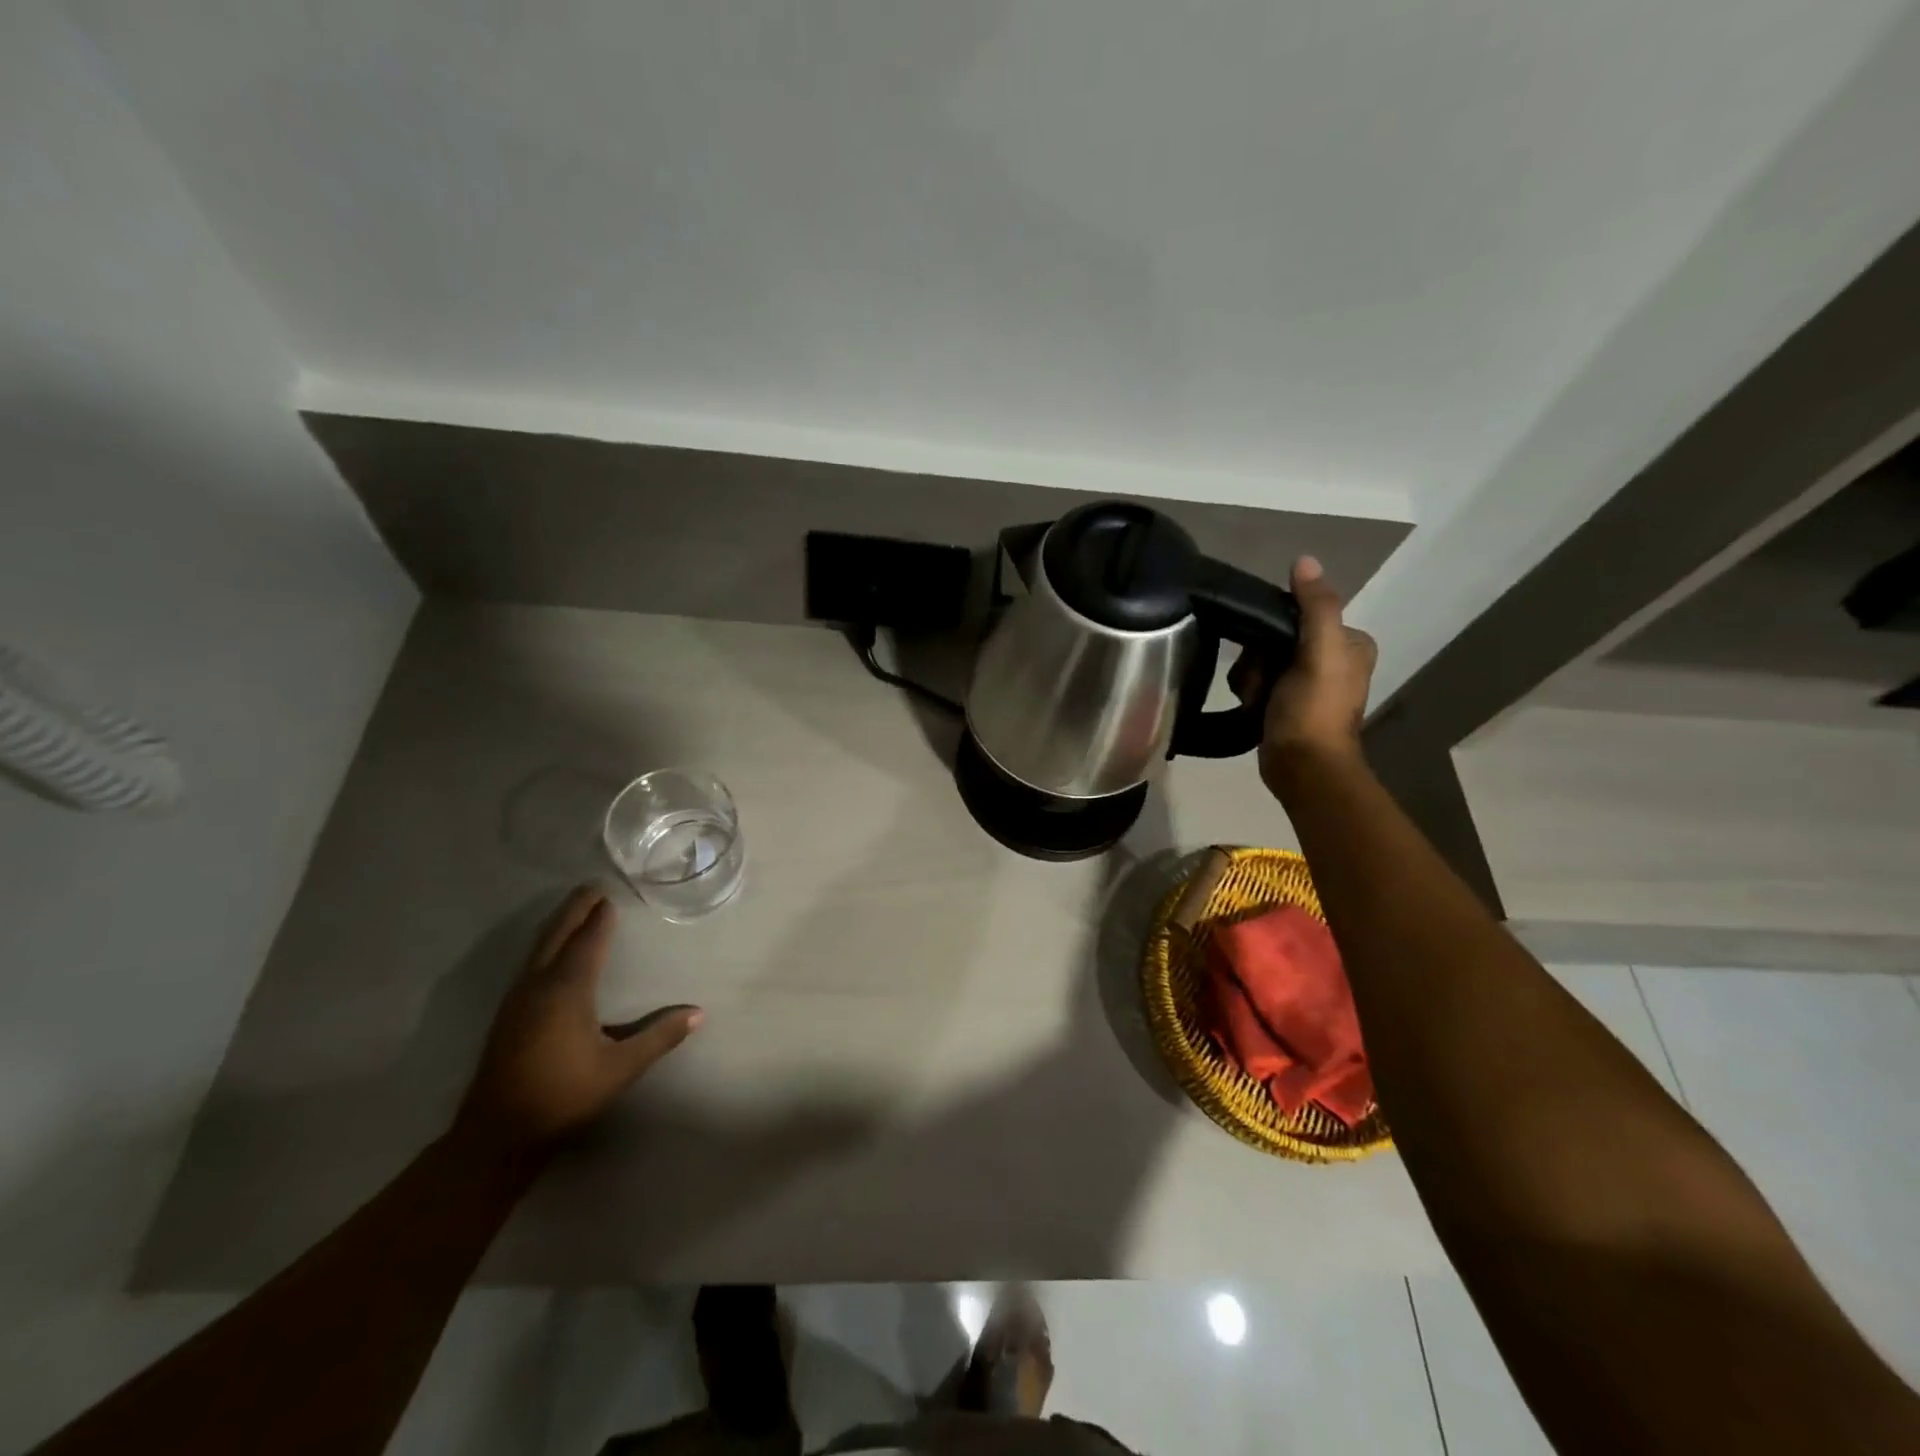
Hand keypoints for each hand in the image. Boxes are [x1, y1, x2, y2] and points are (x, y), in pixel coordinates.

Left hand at [455, 886, 702, 1156]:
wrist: (497, 1136)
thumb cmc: (563, 1096)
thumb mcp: (620, 1069)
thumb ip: (659, 1037)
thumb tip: (698, 1013)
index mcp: (567, 990)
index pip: (587, 941)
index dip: (600, 917)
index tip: (611, 895)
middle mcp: (539, 985)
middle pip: (557, 934)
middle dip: (575, 909)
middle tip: (592, 887)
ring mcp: (517, 999)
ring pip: (539, 947)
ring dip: (559, 924)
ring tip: (577, 910)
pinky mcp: (508, 1015)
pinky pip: (531, 962)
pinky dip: (547, 944)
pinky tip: (553, 953)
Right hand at [1233, 555, 1377, 784]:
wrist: (1302, 768)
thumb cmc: (1313, 710)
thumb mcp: (1320, 652)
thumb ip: (1316, 607)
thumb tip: (1304, 560)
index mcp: (1350, 642)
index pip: (1299, 614)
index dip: (1273, 628)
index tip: (1266, 650)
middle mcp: (1332, 659)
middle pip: (1276, 637)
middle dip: (1259, 659)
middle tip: (1261, 681)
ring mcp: (1307, 683)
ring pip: (1262, 660)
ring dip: (1251, 678)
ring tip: (1256, 699)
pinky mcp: (1286, 703)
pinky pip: (1258, 682)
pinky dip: (1250, 693)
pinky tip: (1252, 707)